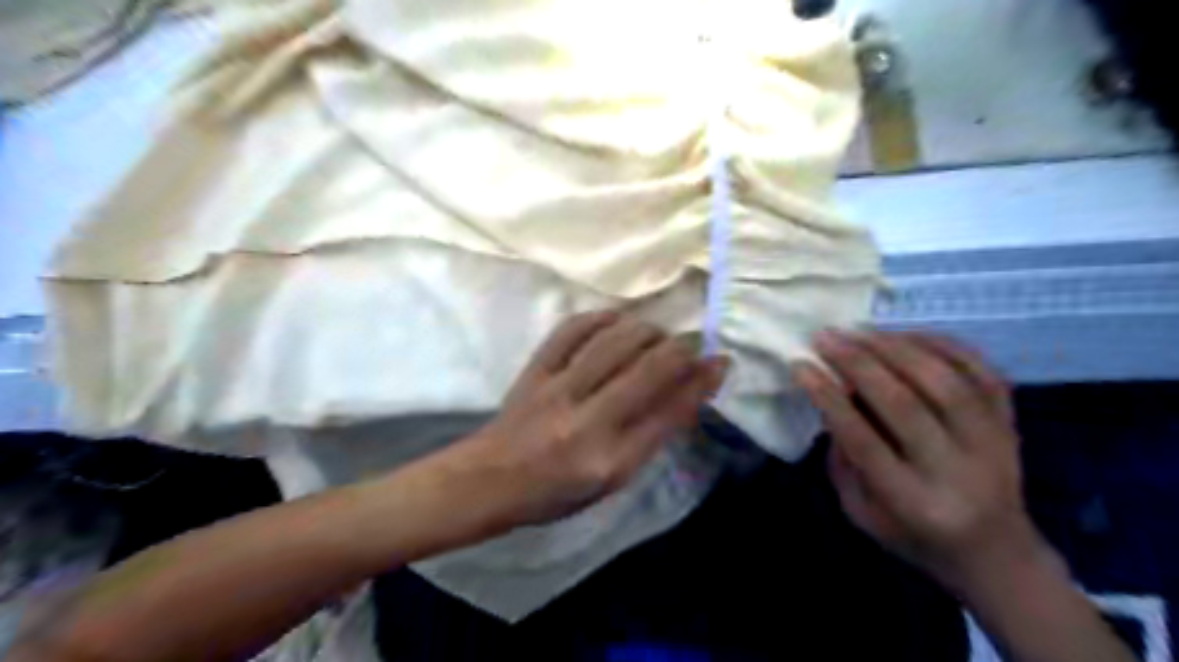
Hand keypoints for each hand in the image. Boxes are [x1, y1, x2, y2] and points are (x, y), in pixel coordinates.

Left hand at [459, 311, 728, 527]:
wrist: (489, 481)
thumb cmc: (556, 493)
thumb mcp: (612, 480)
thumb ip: (649, 437)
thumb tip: (686, 393)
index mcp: (610, 462)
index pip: (668, 412)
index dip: (700, 382)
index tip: (720, 361)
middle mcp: (587, 423)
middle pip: (648, 370)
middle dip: (681, 349)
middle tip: (693, 342)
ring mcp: (557, 391)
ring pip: (614, 342)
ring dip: (646, 330)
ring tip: (658, 334)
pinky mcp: (535, 370)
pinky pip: (571, 330)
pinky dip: (601, 318)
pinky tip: (617, 320)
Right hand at [792, 328, 1038, 588]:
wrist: (996, 553)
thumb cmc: (913, 535)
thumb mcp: (861, 513)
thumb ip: (844, 460)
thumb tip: (834, 398)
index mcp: (915, 503)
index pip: (864, 440)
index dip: (828, 398)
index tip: (801, 366)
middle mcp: (958, 471)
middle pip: (905, 403)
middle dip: (858, 363)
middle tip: (826, 337)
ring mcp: (993, 443)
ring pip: (945, 381)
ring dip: (895, 347)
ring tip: (859, 330)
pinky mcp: (1011, 423)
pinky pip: (980, 370)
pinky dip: (941, 344)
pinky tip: (905, 335)